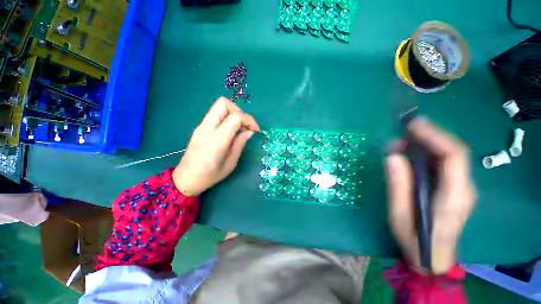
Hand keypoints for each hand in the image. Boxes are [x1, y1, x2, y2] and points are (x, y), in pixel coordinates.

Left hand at [173, 97, 258, 196]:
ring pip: (218, 106)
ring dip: (232, 113)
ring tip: (239, 129)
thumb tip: (249, 131)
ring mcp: (201, 126)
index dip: (249, 120)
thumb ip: (240, 144)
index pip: (235, 117)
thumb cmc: (210, 175)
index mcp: (217, 140)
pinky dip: (226, 118)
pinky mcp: (200, 127)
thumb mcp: (230, 163)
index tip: (255, 130)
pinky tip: (230, 131)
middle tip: (245, 125)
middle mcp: (207, 128)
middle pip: (223, 103)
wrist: (186, 179)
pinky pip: (215, 115)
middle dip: (239, 111)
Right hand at [385, 118, 475, 273]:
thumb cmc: (415, 240)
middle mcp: (463, 187)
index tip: (412, 126)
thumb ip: (398, 186)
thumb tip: (393, 157)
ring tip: (398, 145)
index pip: (454, 156)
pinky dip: (424, 154)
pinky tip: (407, 155)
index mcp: (454, 196)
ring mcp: (460, 187)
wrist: (432, 258)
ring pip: (447, 156)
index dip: (435, 136)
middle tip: (399, 135)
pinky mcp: (453, 188)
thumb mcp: (400, 215)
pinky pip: (441, 164)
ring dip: (423, 145)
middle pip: (452, 152)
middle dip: (427, 137)